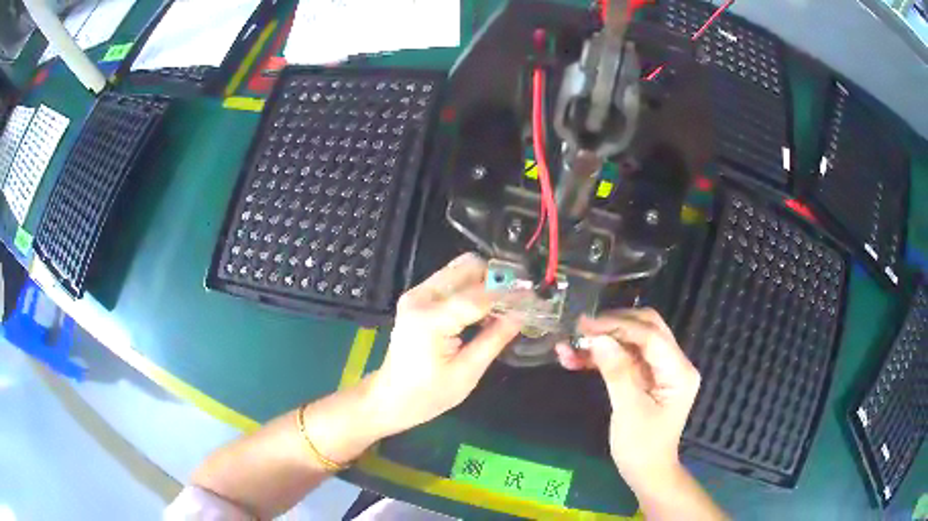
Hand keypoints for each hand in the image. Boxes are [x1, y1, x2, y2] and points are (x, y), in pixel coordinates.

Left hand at [366, 253, 520, 437]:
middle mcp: (420, 297)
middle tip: (520, 296)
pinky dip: (473, 288)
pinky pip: (451, 281)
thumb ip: (494, 339)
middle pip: (467, 267)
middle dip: (498, 278)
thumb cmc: (428, 394)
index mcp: (430, 319)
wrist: (391, 397)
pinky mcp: (417, 298)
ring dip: (486, 281)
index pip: (478, 296)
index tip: (534, 296)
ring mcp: (416, 294)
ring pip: (459, 269)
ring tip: (508, 303)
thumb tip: (522, 315)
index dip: (509, 295)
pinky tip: (486, 309)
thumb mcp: (467, 373)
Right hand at [555, 308, 699, 492]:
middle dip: (612, 326)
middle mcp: (674, 363)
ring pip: (632, 340)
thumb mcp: (629, 410)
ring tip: (569, 346)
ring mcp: (661, 369)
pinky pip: (625, 357)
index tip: (584, 326)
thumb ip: (616, 371)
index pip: (651, 336)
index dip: (618, 327)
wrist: (646, 472)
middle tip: (579, 330)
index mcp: (679, 371)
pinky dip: (603, 356)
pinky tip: (576, 360)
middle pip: (645, 328)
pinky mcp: (647, 377)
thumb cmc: (641, 447)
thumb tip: (598, 338)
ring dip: (603, 341)